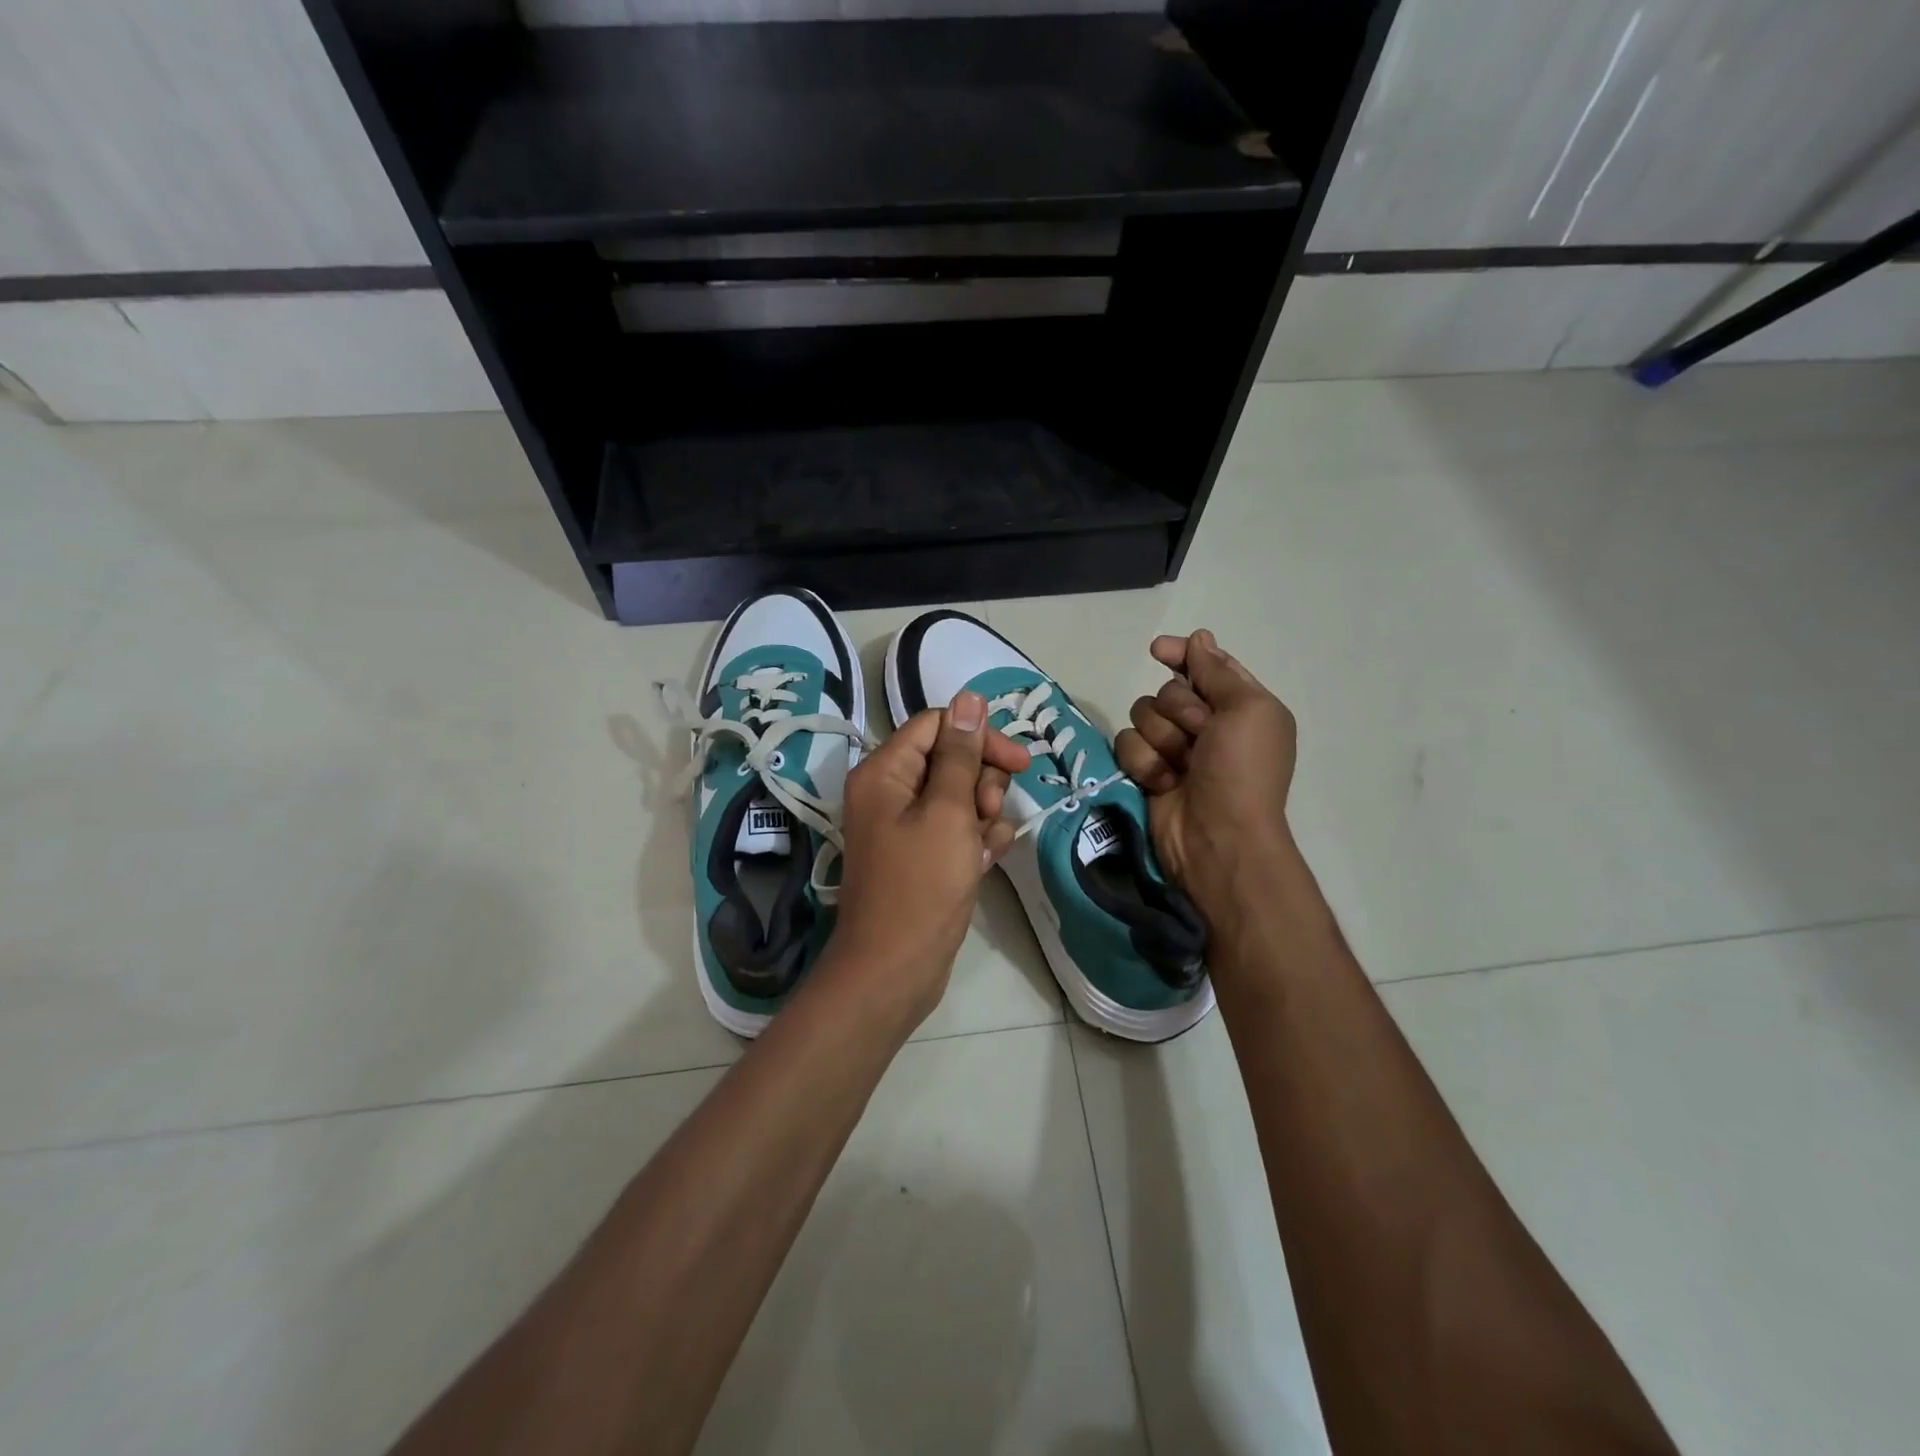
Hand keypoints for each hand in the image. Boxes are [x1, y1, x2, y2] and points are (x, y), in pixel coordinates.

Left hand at [824, 690, 1031, 1027]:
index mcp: (884, 771)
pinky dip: (975, 840)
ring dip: (983, 814)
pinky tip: (983, 863)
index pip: (938, 725)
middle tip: (988, 811)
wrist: (894, 969)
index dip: (980, 737)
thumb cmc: (921, 886)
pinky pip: (955, 829)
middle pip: (950, 759)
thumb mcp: (948, 812)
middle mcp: (889, 791)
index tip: (1019, 763)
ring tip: (983, 846)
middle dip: (981, 781)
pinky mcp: (920, 855)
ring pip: (959, 796)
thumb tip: (970, 698)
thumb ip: (961, 754)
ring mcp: (904, 826)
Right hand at [1115, 630, 1298, 919]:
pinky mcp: (1147, 770)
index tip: (1158, 650)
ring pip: (1142, 714)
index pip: (1205, 665)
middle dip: (1178, 711)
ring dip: (1160, 739)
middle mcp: (1206, 724)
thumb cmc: (1242, 771)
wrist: (1217, 837)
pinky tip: (1161, 783)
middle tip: (1199, 735)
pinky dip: (1143, 762)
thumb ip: (1218, 672)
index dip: (1181, 654)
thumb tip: (1199, 638)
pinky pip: (1127, 744)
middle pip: (1167, 690)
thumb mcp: (1247, 711)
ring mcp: (1174, 749)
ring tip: (1180, 767)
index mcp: (1240, 706)